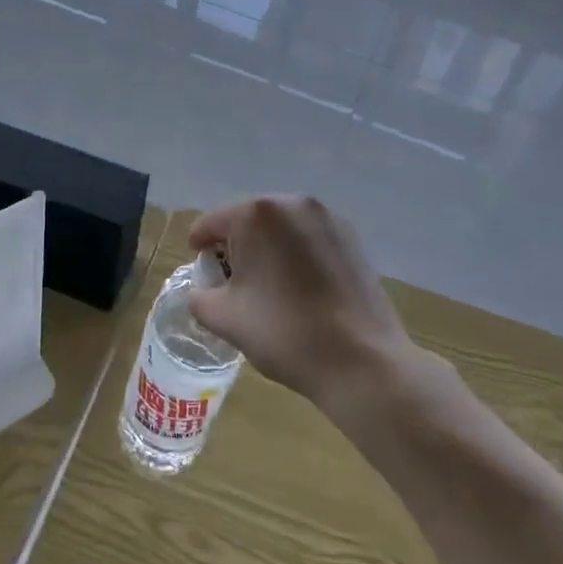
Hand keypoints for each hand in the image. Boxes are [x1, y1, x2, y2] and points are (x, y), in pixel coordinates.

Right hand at [186, 196, 416, 409]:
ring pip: (282, 226)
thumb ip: (200, 297)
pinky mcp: (351, 237)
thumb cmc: (285, 333)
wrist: (362, 361)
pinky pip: (309, 237)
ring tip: (267, 283)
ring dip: (268, 247)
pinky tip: (300, 286)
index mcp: (256, 214)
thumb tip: (203, 290)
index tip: (200, 267)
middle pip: (249, 219)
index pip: (213, 222)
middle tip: (231, 278)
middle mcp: (292, 202)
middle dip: (236, 244)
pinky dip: (297, 253)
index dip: (200, 245)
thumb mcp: (225, 319)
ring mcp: (327, 217)